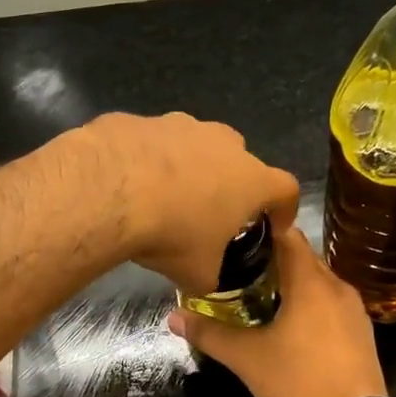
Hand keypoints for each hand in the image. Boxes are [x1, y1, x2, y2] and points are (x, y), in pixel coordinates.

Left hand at [74, 112, 299, 295]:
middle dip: (230, 182)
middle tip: (211, 211)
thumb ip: (211, 273)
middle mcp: (222, 143)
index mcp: (250, 179)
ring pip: (194, 144)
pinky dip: (147, 159)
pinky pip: (151, 142)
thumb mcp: (198, 272)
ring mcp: (181, 124)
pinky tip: (127, 183)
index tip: (275, 225)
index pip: (286, 189)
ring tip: (163, 196)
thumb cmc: (170, 232)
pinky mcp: (141, 119)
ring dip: (187, 167)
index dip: (284, 209)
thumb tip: (205, 277)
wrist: (108, 190)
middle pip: (239, 159)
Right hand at [169, 227, 386, 396]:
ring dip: (290, 284)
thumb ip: (210, 334)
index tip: (232, 236)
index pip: (287, 234)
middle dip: (271, 260)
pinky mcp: (362, 334)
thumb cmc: (299, 386)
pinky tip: (287, 324)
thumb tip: (173, 316)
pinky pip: (330, 304)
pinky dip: (309, 304)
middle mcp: (338, 287)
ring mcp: (354, 311)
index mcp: (312, 283)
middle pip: (302, 257)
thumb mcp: (248, 360)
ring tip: (256, 295)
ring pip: (318, 282)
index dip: (259, 231)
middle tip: (235, 269)